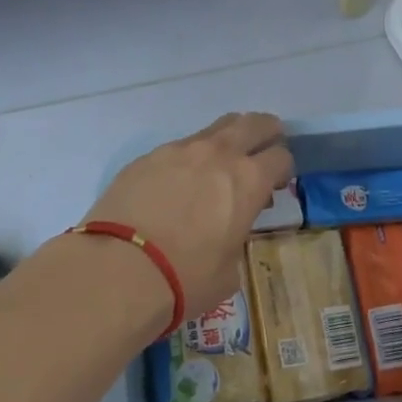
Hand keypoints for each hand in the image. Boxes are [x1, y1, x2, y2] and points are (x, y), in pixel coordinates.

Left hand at [86, 112, 294, 317]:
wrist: (118, 270)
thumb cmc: (184, 278)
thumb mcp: (229, 271)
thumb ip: (235, 241)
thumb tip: (226, 234)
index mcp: (248, 181)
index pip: (281, 157)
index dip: (283, 169)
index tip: (277, 183)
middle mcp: (219, 154)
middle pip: (254, 124)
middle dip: (266, 131)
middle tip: (266, 144)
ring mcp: (180, 150)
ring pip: (215, 128)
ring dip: (227, 139)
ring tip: (222, 160)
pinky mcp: (147, 156)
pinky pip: (179, 147)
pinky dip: (189, 157)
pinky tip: (178, 182)